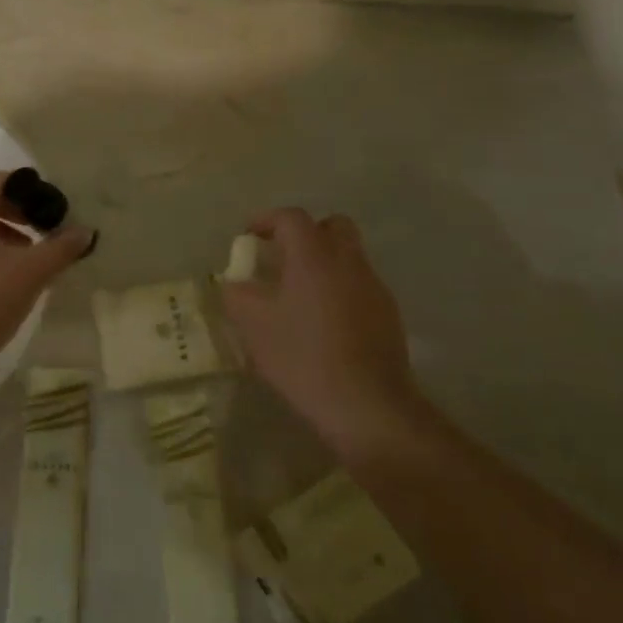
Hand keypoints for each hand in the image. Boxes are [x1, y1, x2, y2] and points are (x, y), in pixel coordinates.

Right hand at [219, 208, 420, 456]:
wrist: (367, 405)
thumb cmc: (303, 357)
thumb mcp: (254, 326)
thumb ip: (237, 295)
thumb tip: (232, 283)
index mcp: (313, 256)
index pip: (291, 218)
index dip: (267, 220)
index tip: (250, 236)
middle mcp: (348, 261)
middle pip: (332, 225)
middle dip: (306, 233)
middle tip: (283, 257)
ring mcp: (374, 287)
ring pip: (349, 256)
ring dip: (325, 263)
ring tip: (301, 294)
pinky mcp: (389, 315)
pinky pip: (361, 285)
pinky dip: (341, 290)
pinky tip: (325, 323)